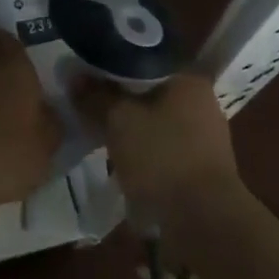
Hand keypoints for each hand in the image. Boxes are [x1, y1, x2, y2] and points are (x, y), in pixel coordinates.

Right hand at [71, 72, 239, 225]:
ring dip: (130, 126)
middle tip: (86, 103)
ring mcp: (205, 136)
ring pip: (155, 120)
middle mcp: (202, 102)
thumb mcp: (119, 121)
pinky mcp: (200, 166)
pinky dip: (142, 149)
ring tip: (98, 131)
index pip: (143, 59)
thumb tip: (74, 75)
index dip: (111, 65)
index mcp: (188, 80)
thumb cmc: (162, 158)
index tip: (85, 74)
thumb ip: (96, 96)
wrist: (203, 220)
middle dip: (118, 98)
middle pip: (149, 90)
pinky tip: (120, 158)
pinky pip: (163, 146)